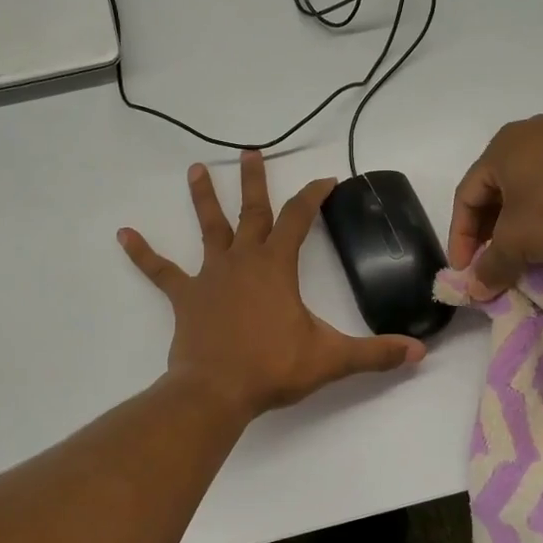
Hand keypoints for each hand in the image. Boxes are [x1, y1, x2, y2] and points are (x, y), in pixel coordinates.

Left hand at [120, 152, 426, 418]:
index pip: (298, 219)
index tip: (326, 179)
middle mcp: (242, 261)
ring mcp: (210, 276)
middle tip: (251, 150)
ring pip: (208, 228)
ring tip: (197, 168)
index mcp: (276, 267)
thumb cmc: (272, 368)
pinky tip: (123, 234)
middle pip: (250, 210)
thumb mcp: (331, 359)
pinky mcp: (185, 297)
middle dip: (255, 180)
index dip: (313, 196)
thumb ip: (376, 353)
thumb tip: (419, 352)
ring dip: (204, 198)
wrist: (216, 391)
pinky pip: (160, 271)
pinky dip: (142, 253)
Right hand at [449, 116, 542, 297]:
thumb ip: (491, 265)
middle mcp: (530, 134)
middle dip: (488, 231)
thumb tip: (475, 290)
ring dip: (516, 223)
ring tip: (519, 253)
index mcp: (502, 146)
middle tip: (489, 261)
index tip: (465, 269)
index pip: (467, 195)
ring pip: (526, 188)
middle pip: (495, 189)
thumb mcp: (516, 242)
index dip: (460, 236)